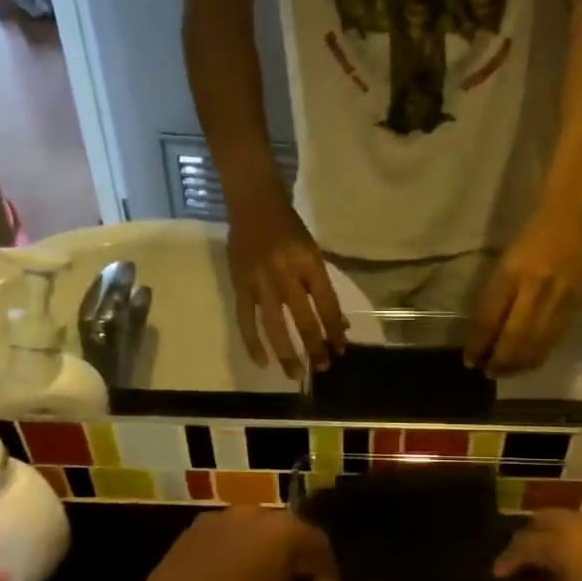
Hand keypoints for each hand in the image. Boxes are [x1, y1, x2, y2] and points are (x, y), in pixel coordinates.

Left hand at [119, 508, 341, 580]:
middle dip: (295, 558)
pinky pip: (227, 537)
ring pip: (255, 532)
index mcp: (284, 531)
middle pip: (286, 532)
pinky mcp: (193, 530)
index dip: (327, 571)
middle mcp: (254, 513)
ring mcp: (220, 518)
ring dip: (264, 553)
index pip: (318, 544)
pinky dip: (236, 553)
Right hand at [227, 194, 347, 377]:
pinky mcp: (240, 287)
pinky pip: (246, 320)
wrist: (254, 206)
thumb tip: (339, 324)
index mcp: (309, 264)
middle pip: (304, 319)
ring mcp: (261, 283)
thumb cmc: (289, 229)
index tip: (341, 349)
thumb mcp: (314, 253)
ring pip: (274, 326)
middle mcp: (286, 275)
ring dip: (287, 353)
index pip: (326, 304)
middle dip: (315, 347)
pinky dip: (253, 343)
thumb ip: (324, 289)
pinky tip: (262, 362)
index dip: (334, 329)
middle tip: (323, 368)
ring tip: (296, 374)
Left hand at [466, 207, 581, 375]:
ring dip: (520, 364)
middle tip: (489, 373)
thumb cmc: (527, 239)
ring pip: (538, 342)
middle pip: (517, 337)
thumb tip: (486, 336)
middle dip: (501, 361)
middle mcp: (536, 287)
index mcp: (512, 274)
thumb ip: (496, 299)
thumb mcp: (504, 265)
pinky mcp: (577, 301)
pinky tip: (529, 362)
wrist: (566, 217)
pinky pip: (556, 337)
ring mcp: (560, 296)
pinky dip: (540, 354)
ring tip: (506, 373)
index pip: (492, 319)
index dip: (480, 344)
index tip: (470, 361)